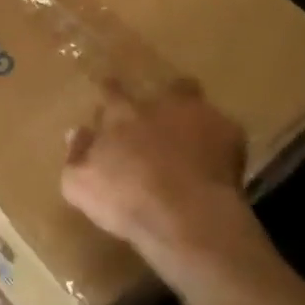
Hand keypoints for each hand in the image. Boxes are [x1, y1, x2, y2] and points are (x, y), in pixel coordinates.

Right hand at [61, 80, 251, 261]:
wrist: (185, 215)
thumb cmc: (125, 201)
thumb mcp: (80, 185)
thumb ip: (76, 155)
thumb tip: (75, 132)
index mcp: (121, 114)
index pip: (111, 92)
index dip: (111, 92)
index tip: (110, 95)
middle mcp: (158, 104)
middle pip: (159, 89)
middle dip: (158, 99)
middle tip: (157, 117)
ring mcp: (196, 114)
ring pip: (192, 98)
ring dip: (189, 112)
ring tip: (190, 133)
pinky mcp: (229, 132)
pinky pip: (222, 129)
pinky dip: (218, 140)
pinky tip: (216, 160)